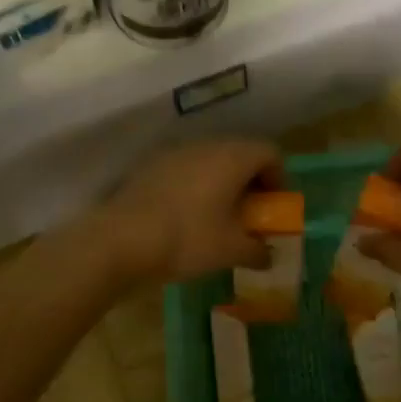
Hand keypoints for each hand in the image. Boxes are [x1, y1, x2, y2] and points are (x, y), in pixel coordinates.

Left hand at [90, 138, 282, 286]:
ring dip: (222, 182)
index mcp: (232, 157)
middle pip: (240, 153)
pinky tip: (187, 216)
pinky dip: (196, 186)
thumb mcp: (230, 251)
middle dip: (251, 181)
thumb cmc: (187, 239)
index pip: (270, 152)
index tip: (274, 207)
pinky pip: (185, 169)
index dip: (279, 178)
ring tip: (218, 217)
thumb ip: (257, 250)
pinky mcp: (151, 166)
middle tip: (250, 213)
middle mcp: (206, 145)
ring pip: (211, 160)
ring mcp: (175, 153)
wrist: (120, 239)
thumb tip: (269, 256)